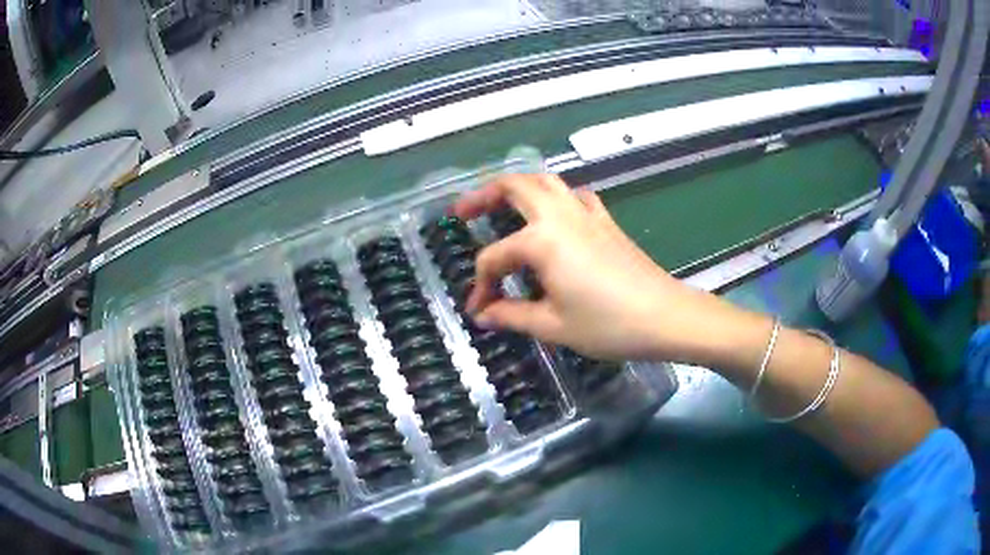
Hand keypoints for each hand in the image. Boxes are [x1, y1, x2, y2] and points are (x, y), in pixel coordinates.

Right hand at [452, 174, 725, 361]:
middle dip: (482, 195)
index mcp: (541, 241)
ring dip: (518, 187)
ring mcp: (585, 213)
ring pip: (545, 182)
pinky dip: (555, 196)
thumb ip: (511, 315)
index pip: (495, 258)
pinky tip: (553, 216)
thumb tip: (484, 315)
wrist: (664, 316)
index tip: (478, 309)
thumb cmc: (608, 324)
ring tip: (501, 206)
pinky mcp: (605, 220)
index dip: (481, 285)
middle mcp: (559, 216)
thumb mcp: (553, 325)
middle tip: (462, 212)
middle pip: (514, 186)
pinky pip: (573, 195)